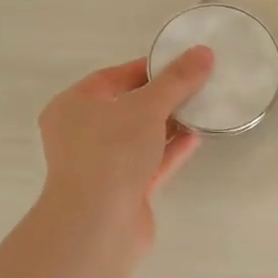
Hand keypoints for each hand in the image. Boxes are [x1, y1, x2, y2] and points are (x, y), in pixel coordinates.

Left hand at [37, 47, 214, 251]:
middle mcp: (83, 134)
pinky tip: (197, 137)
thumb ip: (177, 80)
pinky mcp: (124, 190)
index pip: (113, 78)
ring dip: (170, 124)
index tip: (181, 63)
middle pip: (128, 107)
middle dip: (163, 97)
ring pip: (141, 137)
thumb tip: (204, 52)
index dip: (148, 68)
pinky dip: (171, 149)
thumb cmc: (111, 153)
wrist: (99, 224)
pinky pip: (151, 162)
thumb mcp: (147, 106)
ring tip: (203, 108)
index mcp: (73, 107)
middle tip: (198, 84)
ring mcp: (103, 165)